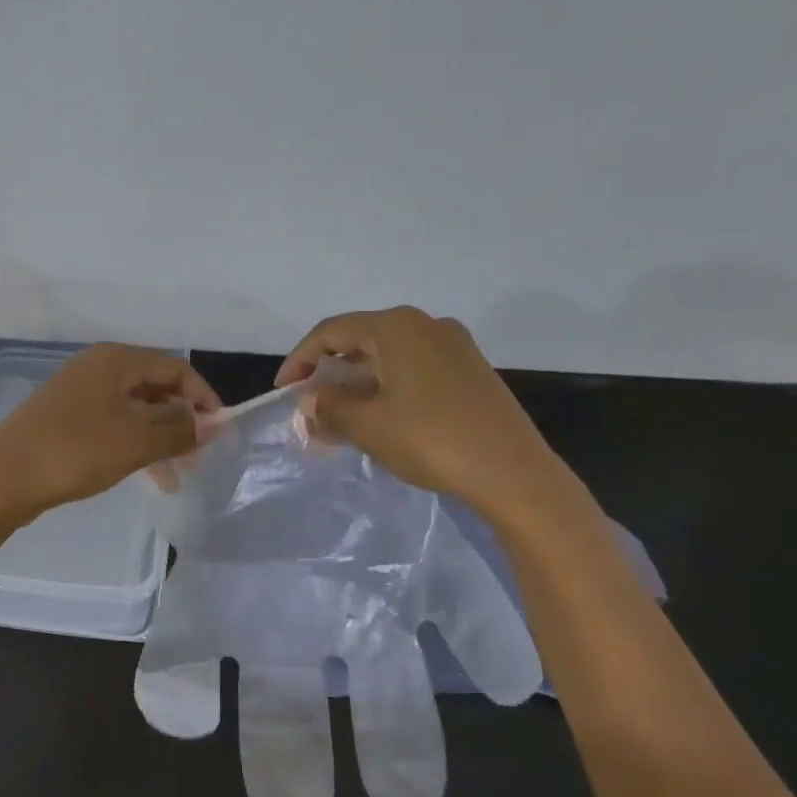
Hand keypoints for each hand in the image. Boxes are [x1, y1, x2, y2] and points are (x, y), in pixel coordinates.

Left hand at [0, 344, 220, 523]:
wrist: (4, 479)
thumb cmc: (76, 451)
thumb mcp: (137, 440)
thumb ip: (179, 429)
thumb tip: (209, 423)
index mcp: (116, 360)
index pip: (177, 368)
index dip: (204, 398)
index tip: (220, 432)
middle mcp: (98, 367)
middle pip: (155, 386)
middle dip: (182, 420)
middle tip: (199, 456)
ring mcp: (78, 392)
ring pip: (135, 409)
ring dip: (160, 437)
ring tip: (176, 476)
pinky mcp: (65, 418)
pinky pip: (113, 424)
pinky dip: (134, 444)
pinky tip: (144, 473)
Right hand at [276, 306, 581, 520]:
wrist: (512, 471)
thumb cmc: (430, 439)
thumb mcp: (367, 425)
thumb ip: (329, 407)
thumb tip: (310, 400)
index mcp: (396, 327)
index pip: (331, 332)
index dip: (300, 359)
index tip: (283, 390)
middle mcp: (426, 325)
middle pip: (361, 340)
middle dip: (329, 374)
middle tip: (310, 406)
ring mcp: (453, 347)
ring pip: (388, 357)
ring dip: (357, 385)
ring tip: (338, 419)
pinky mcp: (470, 371)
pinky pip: (413, 370)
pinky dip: (387, 389)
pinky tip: (379, 418)